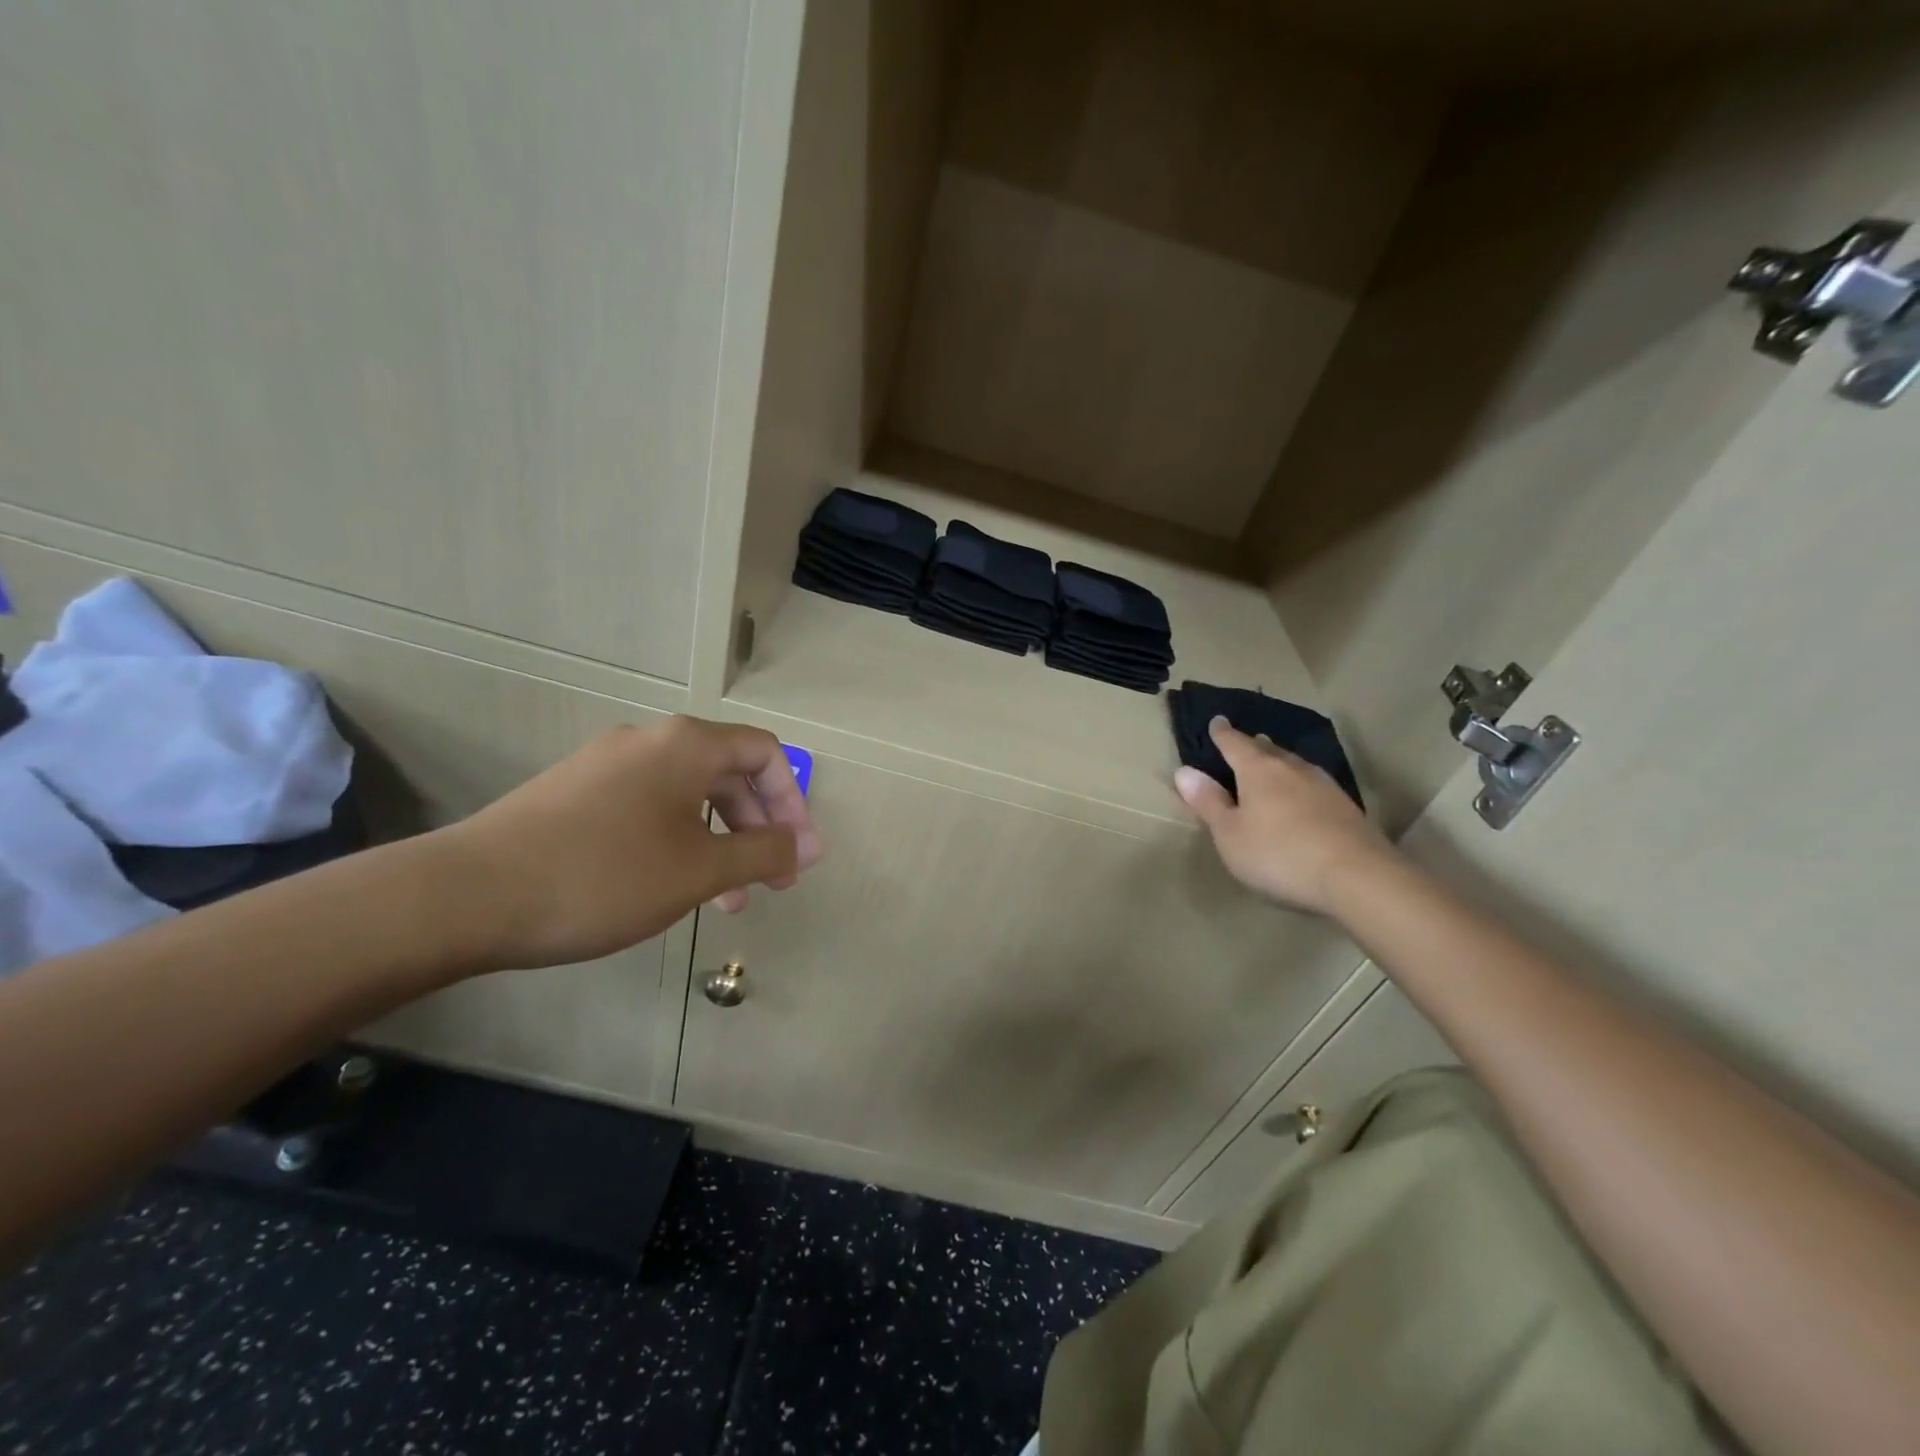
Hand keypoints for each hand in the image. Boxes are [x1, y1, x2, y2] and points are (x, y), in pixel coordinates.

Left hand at [438, 716, 822, 968]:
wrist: (467, 895)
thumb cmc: (603, 876)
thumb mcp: (699, 870)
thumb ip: (763, 852)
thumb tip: (807, 845)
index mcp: (686, 745)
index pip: (764, 754)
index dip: (792, 803)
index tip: (797, 855)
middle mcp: (648, 741)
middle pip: (727, 771)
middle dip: (758, 826)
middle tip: (771, 881)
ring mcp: (605, 764)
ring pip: (687, 793)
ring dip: (720, 839)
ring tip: (726, 898)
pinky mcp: (574, 793)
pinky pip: (648, 806)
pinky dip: (678, 839)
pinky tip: (668, 884)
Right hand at [1174, 717, 1390, 915]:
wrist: (1357, 877)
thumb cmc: (1279, 854)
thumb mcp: (1230, 834)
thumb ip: (1208, 802)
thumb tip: (1184, 771)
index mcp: (1258, 770)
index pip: (1234, 743)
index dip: (1222, 733)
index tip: (1216, 721)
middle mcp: (1292, 769)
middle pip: (1268, 749)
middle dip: (1253, 745)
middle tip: (1245, 741)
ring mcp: (1323, 786)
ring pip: (1294, 764)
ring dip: (1280, 761)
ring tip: (1273, 762)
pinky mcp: (1346, 807)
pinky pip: (1313, 783)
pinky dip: (1300, 783)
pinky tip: (1303, 794)